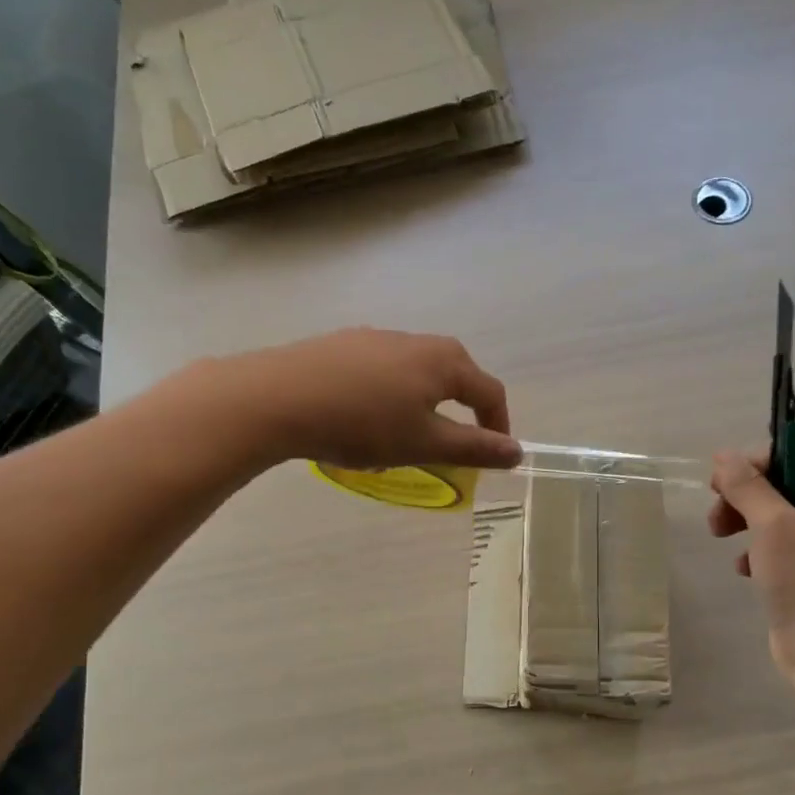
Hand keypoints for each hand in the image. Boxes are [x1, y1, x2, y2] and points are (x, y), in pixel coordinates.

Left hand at [240, 328, 520, 470]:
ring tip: (401, 439)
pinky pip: (381, 372)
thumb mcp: (425, 443)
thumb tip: (517, 452)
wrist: (277, 397)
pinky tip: (361, 420)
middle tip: (450, 446)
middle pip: (454, 376)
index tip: (495, 456)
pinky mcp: (342, 344)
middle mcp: (416, 340)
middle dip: (460, 412)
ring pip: (415, 374)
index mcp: (445, 361)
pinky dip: (387, 396)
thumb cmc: (363, 423)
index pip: (489, 391)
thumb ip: (474, 448)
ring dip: (422, 406)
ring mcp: (376, 337)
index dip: (499, 425)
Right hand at [708, 448, 794, 687]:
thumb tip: (724, 455)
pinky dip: (755, 552)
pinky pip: (775, 548)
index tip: (720, 480)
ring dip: (743, 522)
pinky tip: (743, 570)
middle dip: (743, 495)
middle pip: (780, 485)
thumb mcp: (772, 525)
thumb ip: (746, 486)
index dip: (755, 461)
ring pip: (773, 517)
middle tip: (716, 514)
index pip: (794, 455)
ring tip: (721, 539)